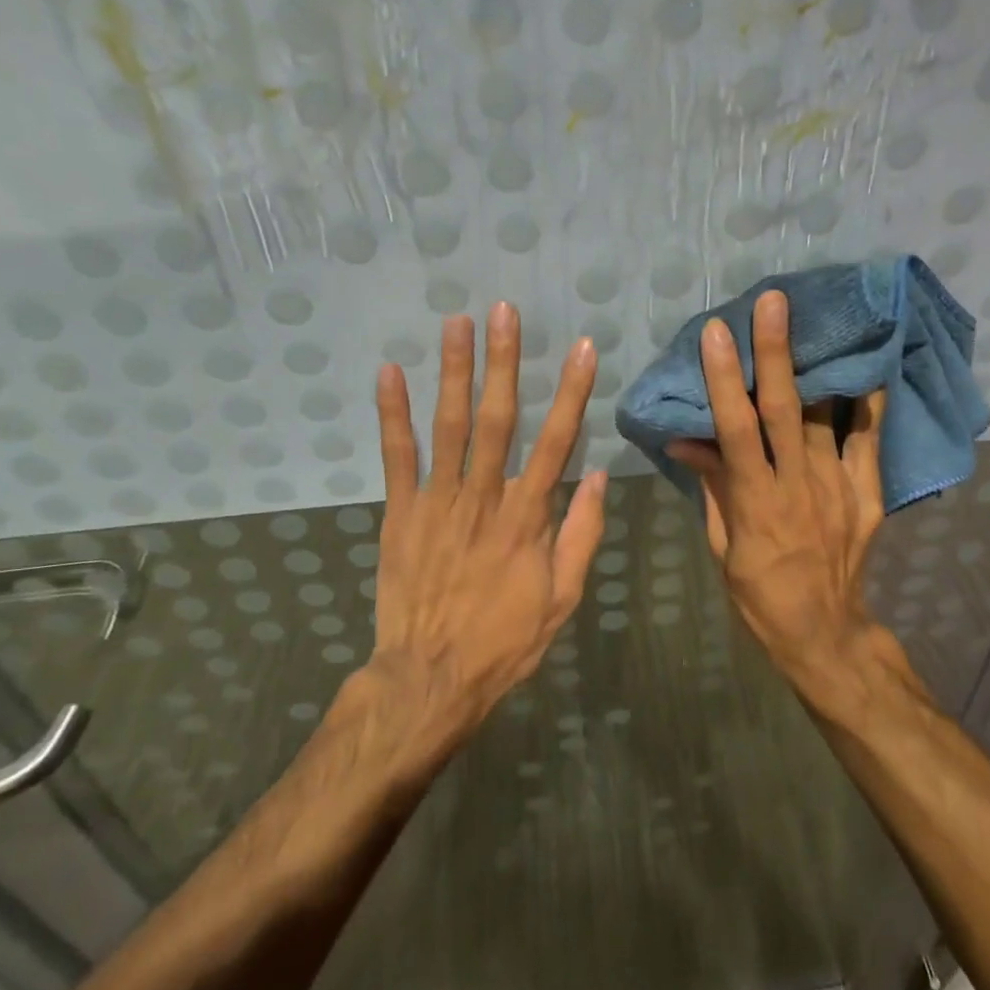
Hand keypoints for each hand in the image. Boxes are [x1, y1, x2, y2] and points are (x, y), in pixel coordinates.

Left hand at [351, 303, 606, 760]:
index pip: (556, 442)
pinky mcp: (400, 512)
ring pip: (448, 426)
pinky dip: (392, 414)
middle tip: (503, 310)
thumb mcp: (562, 598)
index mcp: (527, 518)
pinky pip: (396, 456)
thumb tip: (600, 476)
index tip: (581, 348)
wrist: (430, 678)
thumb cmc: (505, 641)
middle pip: (496, 419)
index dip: (571, 393)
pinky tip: (389, 372)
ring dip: (452, 371)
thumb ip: (582, 534)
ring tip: (455, 322)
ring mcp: (437, 502)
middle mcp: (483, 497)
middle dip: (503, 361)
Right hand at [667, 290, 887, 691]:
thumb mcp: (722, 545)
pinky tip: (869, 364)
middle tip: (774, 302)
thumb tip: (684, 437)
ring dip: (819, 366)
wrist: (825, 630)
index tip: (717, 334)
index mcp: (757, 502)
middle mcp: (800, 486)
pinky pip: (870, 440)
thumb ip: (711, 486)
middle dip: (777, 353)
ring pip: (829, 416)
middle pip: (786, 411)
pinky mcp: (869, 494)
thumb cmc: (758, 592)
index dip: (725, 380)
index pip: (736, 430)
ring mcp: (840, 488)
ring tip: (818, 318)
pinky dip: (869, 401)